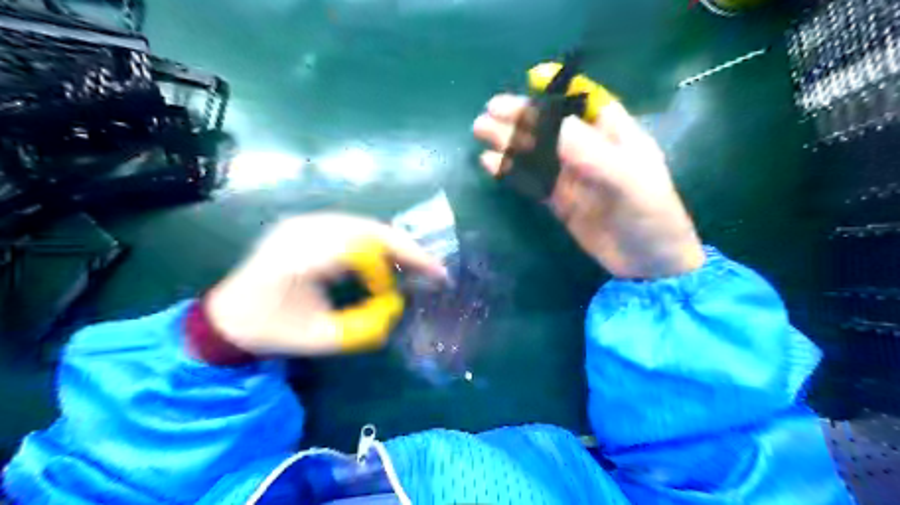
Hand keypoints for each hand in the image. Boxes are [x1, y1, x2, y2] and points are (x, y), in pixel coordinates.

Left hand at [202, 211, 444, 354]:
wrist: (230, 315)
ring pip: (365, 225)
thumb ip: (363, 328)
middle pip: (367, 229)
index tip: (407, 291)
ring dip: (395, 245)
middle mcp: (301, 231)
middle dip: (406, 248)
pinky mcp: (309, 225)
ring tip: (418, 266)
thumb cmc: (272, 330)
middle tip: (435, 269)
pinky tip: (389, 261)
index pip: (358, 248)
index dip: (390, 266)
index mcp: (297, 259)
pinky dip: (379, 243)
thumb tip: (396, 306)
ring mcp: (304, 223)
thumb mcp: (319, 340)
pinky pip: (355, 228)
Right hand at [471, 95, 702, 280]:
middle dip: (522, 117)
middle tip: (489, 112)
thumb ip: (591, 153)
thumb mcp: (627, 180)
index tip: (528, 83)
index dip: (556, 91)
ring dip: (510, 141)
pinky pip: (531, 181)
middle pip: (550, 127)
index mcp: (615, 134)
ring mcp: (572, 176)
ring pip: (536, 153)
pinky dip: (512, 171)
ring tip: (482, 131)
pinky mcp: (559, 201)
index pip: (582, 102)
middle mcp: (589, 150)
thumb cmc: (650, 215)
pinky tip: (491, 163)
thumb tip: (552, 124)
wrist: (648, 263)